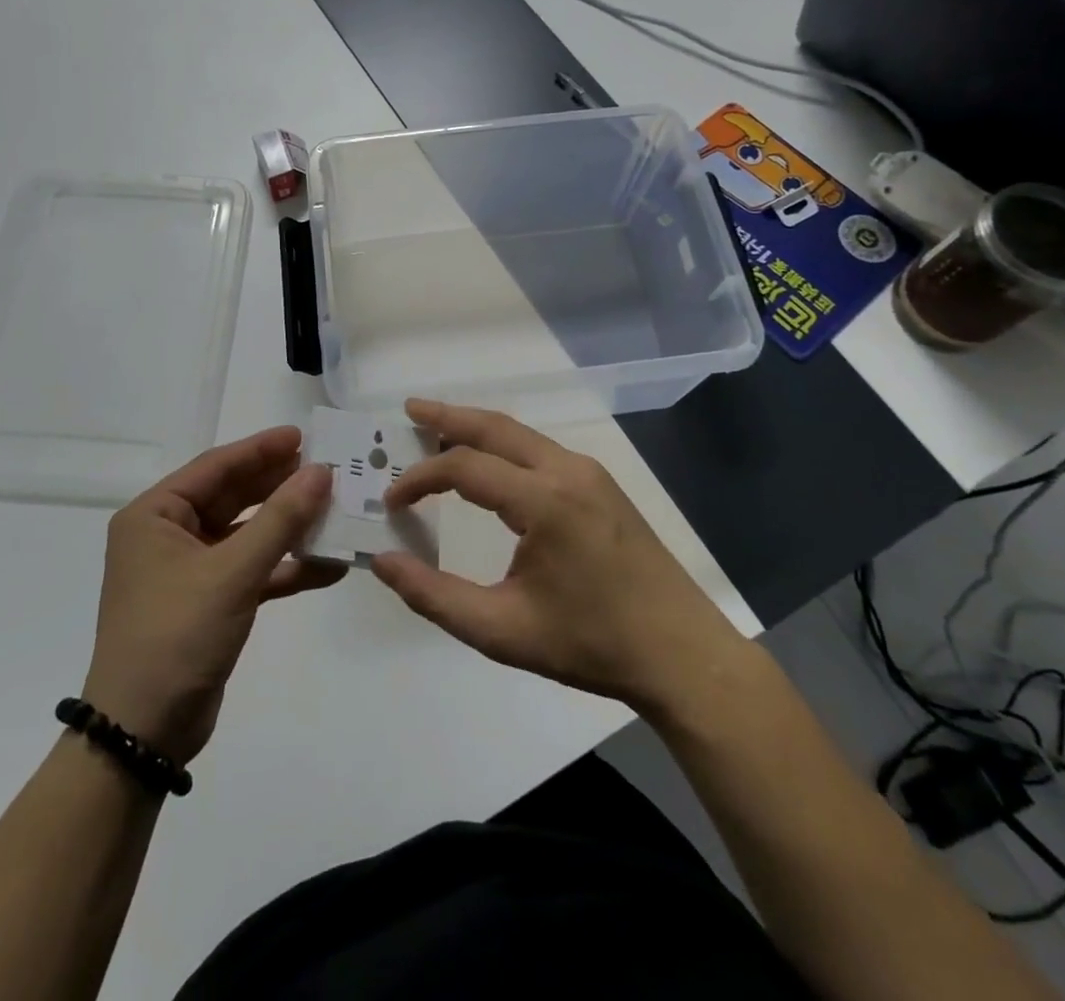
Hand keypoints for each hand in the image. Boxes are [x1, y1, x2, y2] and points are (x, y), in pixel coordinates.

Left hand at [82, 428, 340, 765]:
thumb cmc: (176, 635)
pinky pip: (253, 572)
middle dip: (279, 486)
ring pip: (247, 535)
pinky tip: (329, 566)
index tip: (303, 437)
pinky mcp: (210, 602)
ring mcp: (190, 571)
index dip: (260, 449)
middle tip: (326, 469)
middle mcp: (168, 535)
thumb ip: (280, 520)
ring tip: (335, 510)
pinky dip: (286, 569)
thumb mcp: (231, 573)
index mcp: (155, 515)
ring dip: (288, 527)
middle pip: (233, 497)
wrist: (143, 734)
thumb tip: (321, 472)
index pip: (215, 467)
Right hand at [370, 400, 745, 716]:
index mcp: (544, 501)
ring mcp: (589, 473)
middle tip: (408, 409)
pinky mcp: (601, 485)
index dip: (420, 478)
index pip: (464, 468)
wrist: (682, 655)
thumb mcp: (502, 631)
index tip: (391, 501)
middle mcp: (566, 471)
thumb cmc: (591, 645)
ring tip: (437, 428)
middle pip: (495, 428)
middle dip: (447, 416)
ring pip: (520, 435)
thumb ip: (435, 596)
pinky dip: (504, 446)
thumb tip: (383, 562)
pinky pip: (540, 451)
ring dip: (477, 428)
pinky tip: (489, 464)